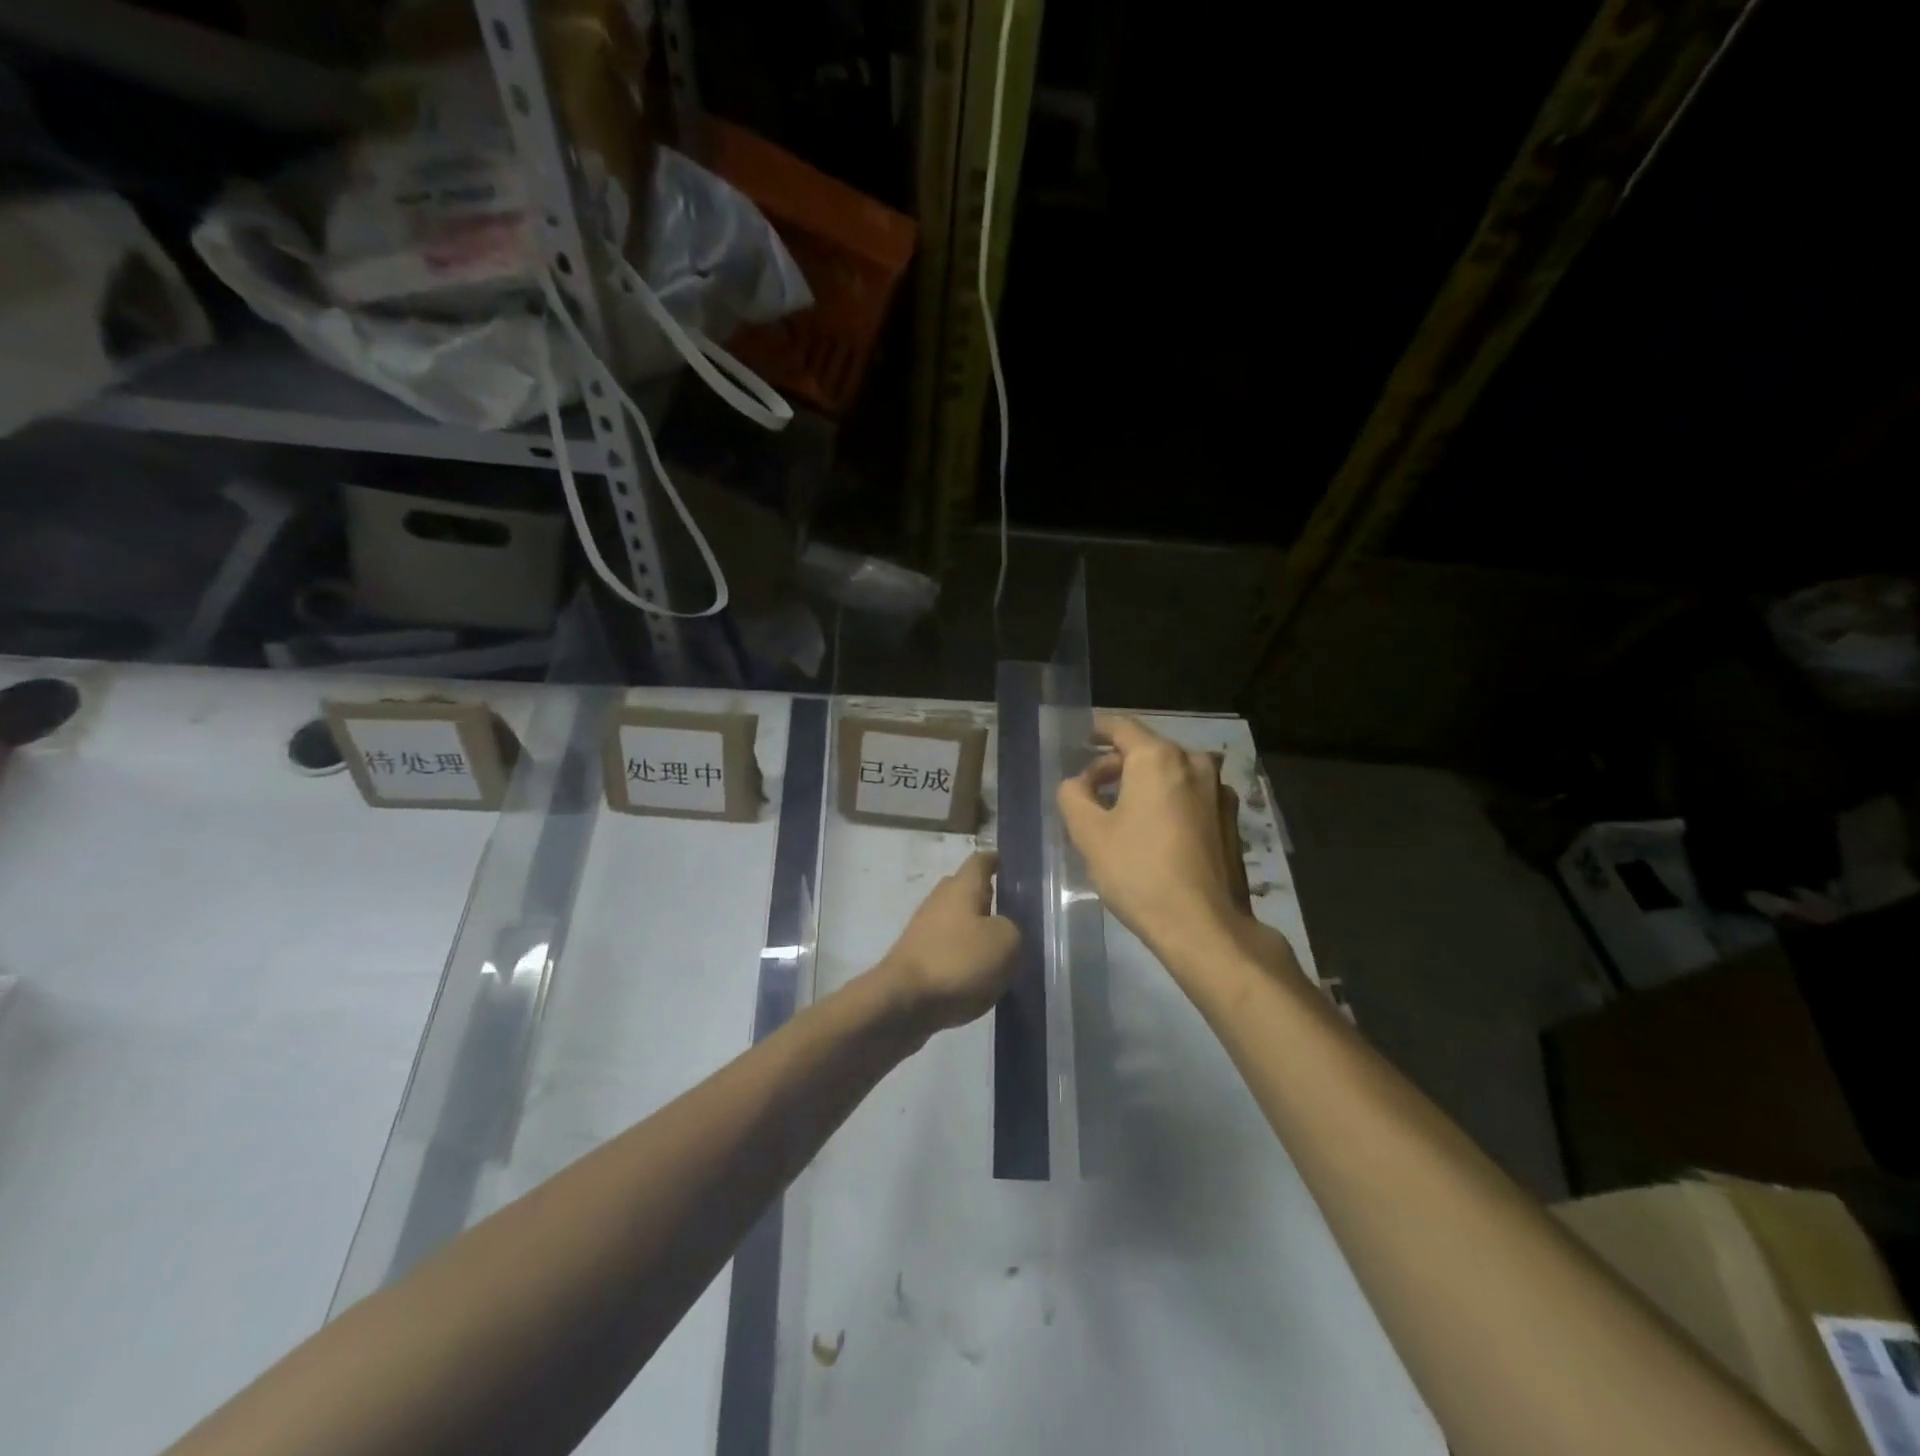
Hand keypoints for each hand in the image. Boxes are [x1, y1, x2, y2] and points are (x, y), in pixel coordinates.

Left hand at [878, 851, 1019, 1033]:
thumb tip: (1004, 930)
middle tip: (1016, 915)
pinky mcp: (917, 958)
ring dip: (977, 932)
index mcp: (962, 887)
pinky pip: (948, 948)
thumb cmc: (958, 962)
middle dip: (989, 898)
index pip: (981, 861)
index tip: (1015, 868)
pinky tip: (979, 976)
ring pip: (957, 921)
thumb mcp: (1006, 943)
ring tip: (1002, 951)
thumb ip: (1014, 929)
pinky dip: (963, 956)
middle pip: (967, 890)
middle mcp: (940, 900)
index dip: (998, 861)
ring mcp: (924, 929)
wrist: (903, 1002)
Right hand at [1057, 716, 1297, 981]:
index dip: (1098, 729)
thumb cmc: (1139, 872)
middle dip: (1117, 763)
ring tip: (1120, 809)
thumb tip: (1078, 783)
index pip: (1122, 727)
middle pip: (1148, 749)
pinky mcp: (1231, 820)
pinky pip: (1191, 794)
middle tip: (1091, 786)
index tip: (1082, 737)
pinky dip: (1168, 799)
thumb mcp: (1089, 834)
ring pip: (1172, 772)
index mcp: (1158, 759)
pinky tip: (1154, 829)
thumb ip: (1074, 796)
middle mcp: (1194, 763)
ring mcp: (1218, 791)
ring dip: (1144, 782)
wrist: (1204, 925)